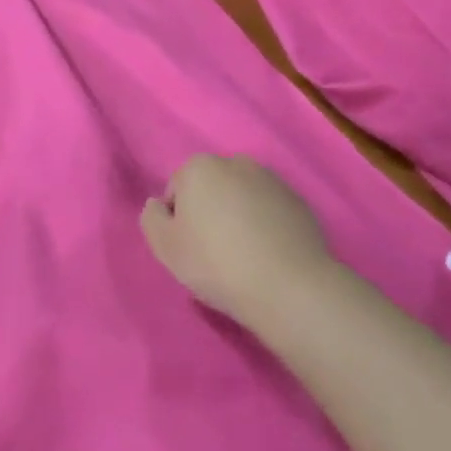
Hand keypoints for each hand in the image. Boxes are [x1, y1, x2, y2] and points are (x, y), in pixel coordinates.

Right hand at [141, 156, 334, 327]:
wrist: (288, 287)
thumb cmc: (216, 263)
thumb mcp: (164, 246)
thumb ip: (151, 218)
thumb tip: (160, 205)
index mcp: (200, 167)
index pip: (177, 191)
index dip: (178, 222)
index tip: (190, 249)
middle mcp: (237, 163)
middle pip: (211, 190)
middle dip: (209, 213)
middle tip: (215, 254)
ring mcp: (272, 181)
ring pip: (241, 198)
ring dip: (238, 218)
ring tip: (244, 257)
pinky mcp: (299, 202)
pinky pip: (270, 212)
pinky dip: (265, 227)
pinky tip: (268, 256)